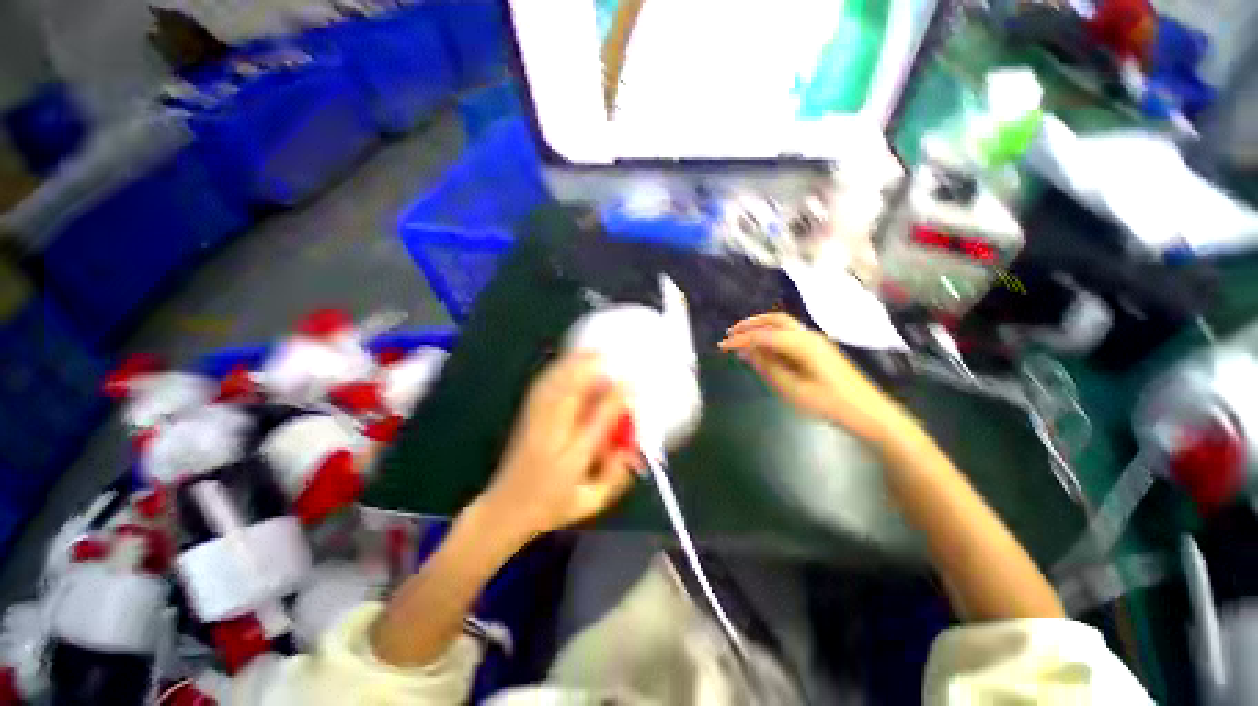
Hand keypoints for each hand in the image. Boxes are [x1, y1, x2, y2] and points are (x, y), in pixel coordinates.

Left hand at [480, 353, 639, 542]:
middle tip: (613, 358)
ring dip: (576, 364)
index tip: (633, 384)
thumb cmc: (551, 506)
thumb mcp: (589, 500)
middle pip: (572, 390)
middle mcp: (552, 432)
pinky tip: (570, 361)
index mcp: (570, 455)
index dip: (618, 399)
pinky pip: (544, 383)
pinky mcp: (527, 413)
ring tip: (595, 352)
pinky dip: (559, 368)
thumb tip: (633, 448)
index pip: (599, 420)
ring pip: (556, 382)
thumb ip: (615, 476)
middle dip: (594, 370)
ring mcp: (535, 419)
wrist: (505, 508)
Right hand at [719, 313, 918, 447]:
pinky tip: (764, 349)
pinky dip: (772, 335)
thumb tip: (745, 351)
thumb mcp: (791, 389)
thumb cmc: (829, 404)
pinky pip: (790, 334)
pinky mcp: (818, 348)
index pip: (763, 336)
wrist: (869, 413)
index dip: (740, 340)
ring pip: (783, 324)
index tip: (721, 347)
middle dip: (750, 324)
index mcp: (801, 344)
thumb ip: (767, 367)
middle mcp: (808, 335)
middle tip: (729, 335)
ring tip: (742, 338)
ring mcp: (816, 340)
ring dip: (761, 327)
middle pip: (774, 320)